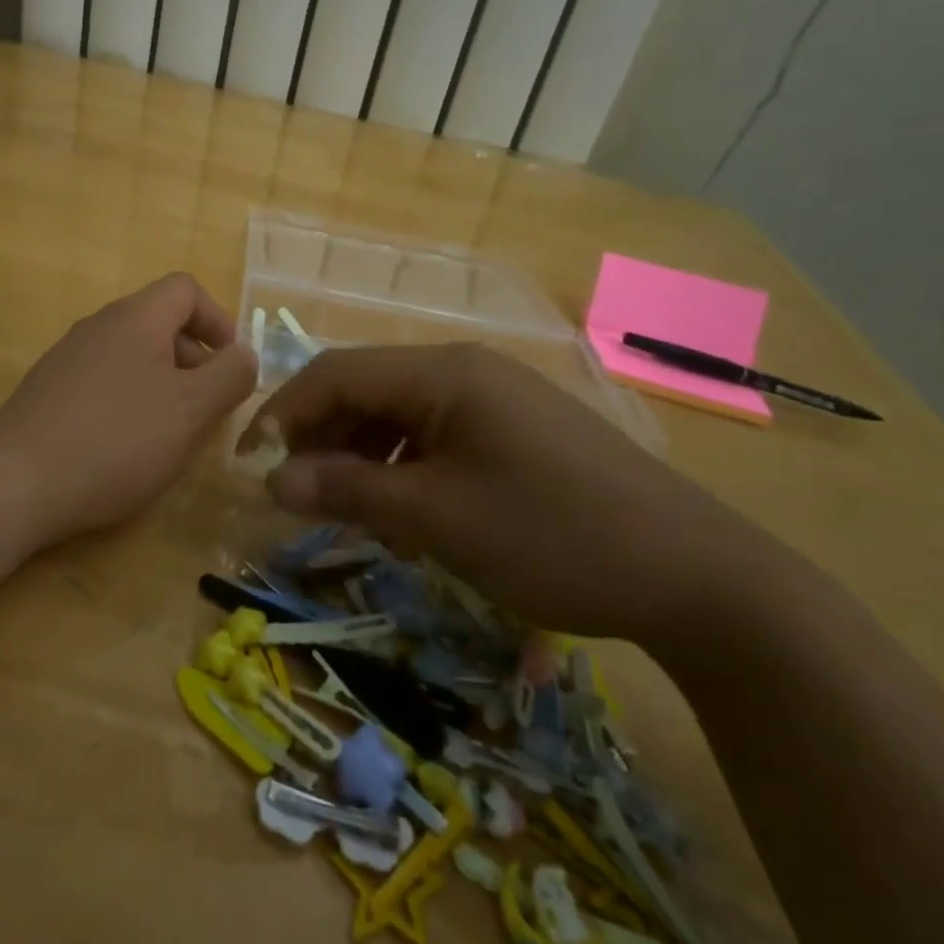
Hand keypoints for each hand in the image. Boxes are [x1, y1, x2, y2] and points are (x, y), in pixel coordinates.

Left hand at [0, 273, 257, 547]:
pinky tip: (126, 447)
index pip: (186, 289)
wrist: (15, 483)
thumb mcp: (191, 410)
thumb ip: (230, 376)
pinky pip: (104, 381)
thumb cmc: (117, 439)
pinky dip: (129, 402)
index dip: (217, 320)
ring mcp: (68, 357)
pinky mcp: (48, 391)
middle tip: (206, 410)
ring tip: (170, 434)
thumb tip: (244, 354)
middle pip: (160, 323)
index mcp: (136, 318)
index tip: (230, 367)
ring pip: (133, 356)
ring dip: (164, 385)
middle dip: (194, 361)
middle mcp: (99, 325)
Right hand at [242, 343, 778, 646]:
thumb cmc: (552, 535)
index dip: (282, 414)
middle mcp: (464, 369)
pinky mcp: (514, 428)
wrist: (693, 574)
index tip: (249, 466)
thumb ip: (349, 490)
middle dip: (320, 437)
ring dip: (360, 454)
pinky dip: (403, 465)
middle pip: (365, 388)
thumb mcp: (437, 517)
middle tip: (295, 496)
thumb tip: (272, 480)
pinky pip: (435, 433)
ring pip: (398, 412)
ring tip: (347, 508)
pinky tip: (403, 509)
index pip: (335, 373)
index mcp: (442, 372)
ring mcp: (493, 397)